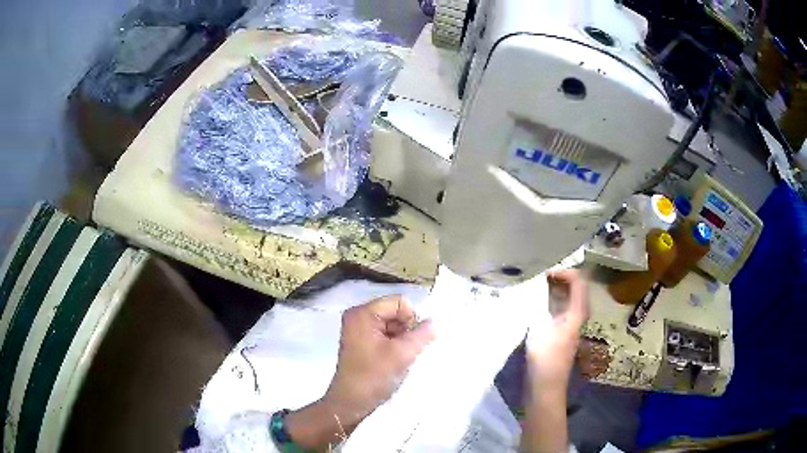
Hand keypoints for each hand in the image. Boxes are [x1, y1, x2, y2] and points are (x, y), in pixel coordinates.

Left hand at [285, 296, 433, 449]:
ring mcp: (359, 330)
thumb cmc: (373, 376)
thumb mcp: (402, 354)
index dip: (411, 319)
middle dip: (406, 330)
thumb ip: (422, 335)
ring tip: (401, 358)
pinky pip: (385, 335)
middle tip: (407, 351)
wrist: (351, 403)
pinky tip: (395, 361)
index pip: (399, 302)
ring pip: (393, 325)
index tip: (412, 341)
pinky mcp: (361, 342)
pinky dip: (395, 345)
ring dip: (402, 339)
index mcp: (363, 313)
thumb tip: (435, 322)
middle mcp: (358, 316)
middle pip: (395, 312)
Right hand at [522, 269, 587, 452]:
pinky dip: (550, 301)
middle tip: (539, 274)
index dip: (564, 272)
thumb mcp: (539, 329)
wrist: (545, 388)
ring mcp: (569, 325)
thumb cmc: (545, 360)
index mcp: (576, 313)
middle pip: (575, 288)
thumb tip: (533, 286)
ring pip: (567, 299)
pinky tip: (535, 303)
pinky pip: (559, 309)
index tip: (545, 272)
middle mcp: (577, 316)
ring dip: (554, 289)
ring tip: (536, 283)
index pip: (579, 281)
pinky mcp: (560, 333)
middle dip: (559, 277)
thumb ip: (538, 305)